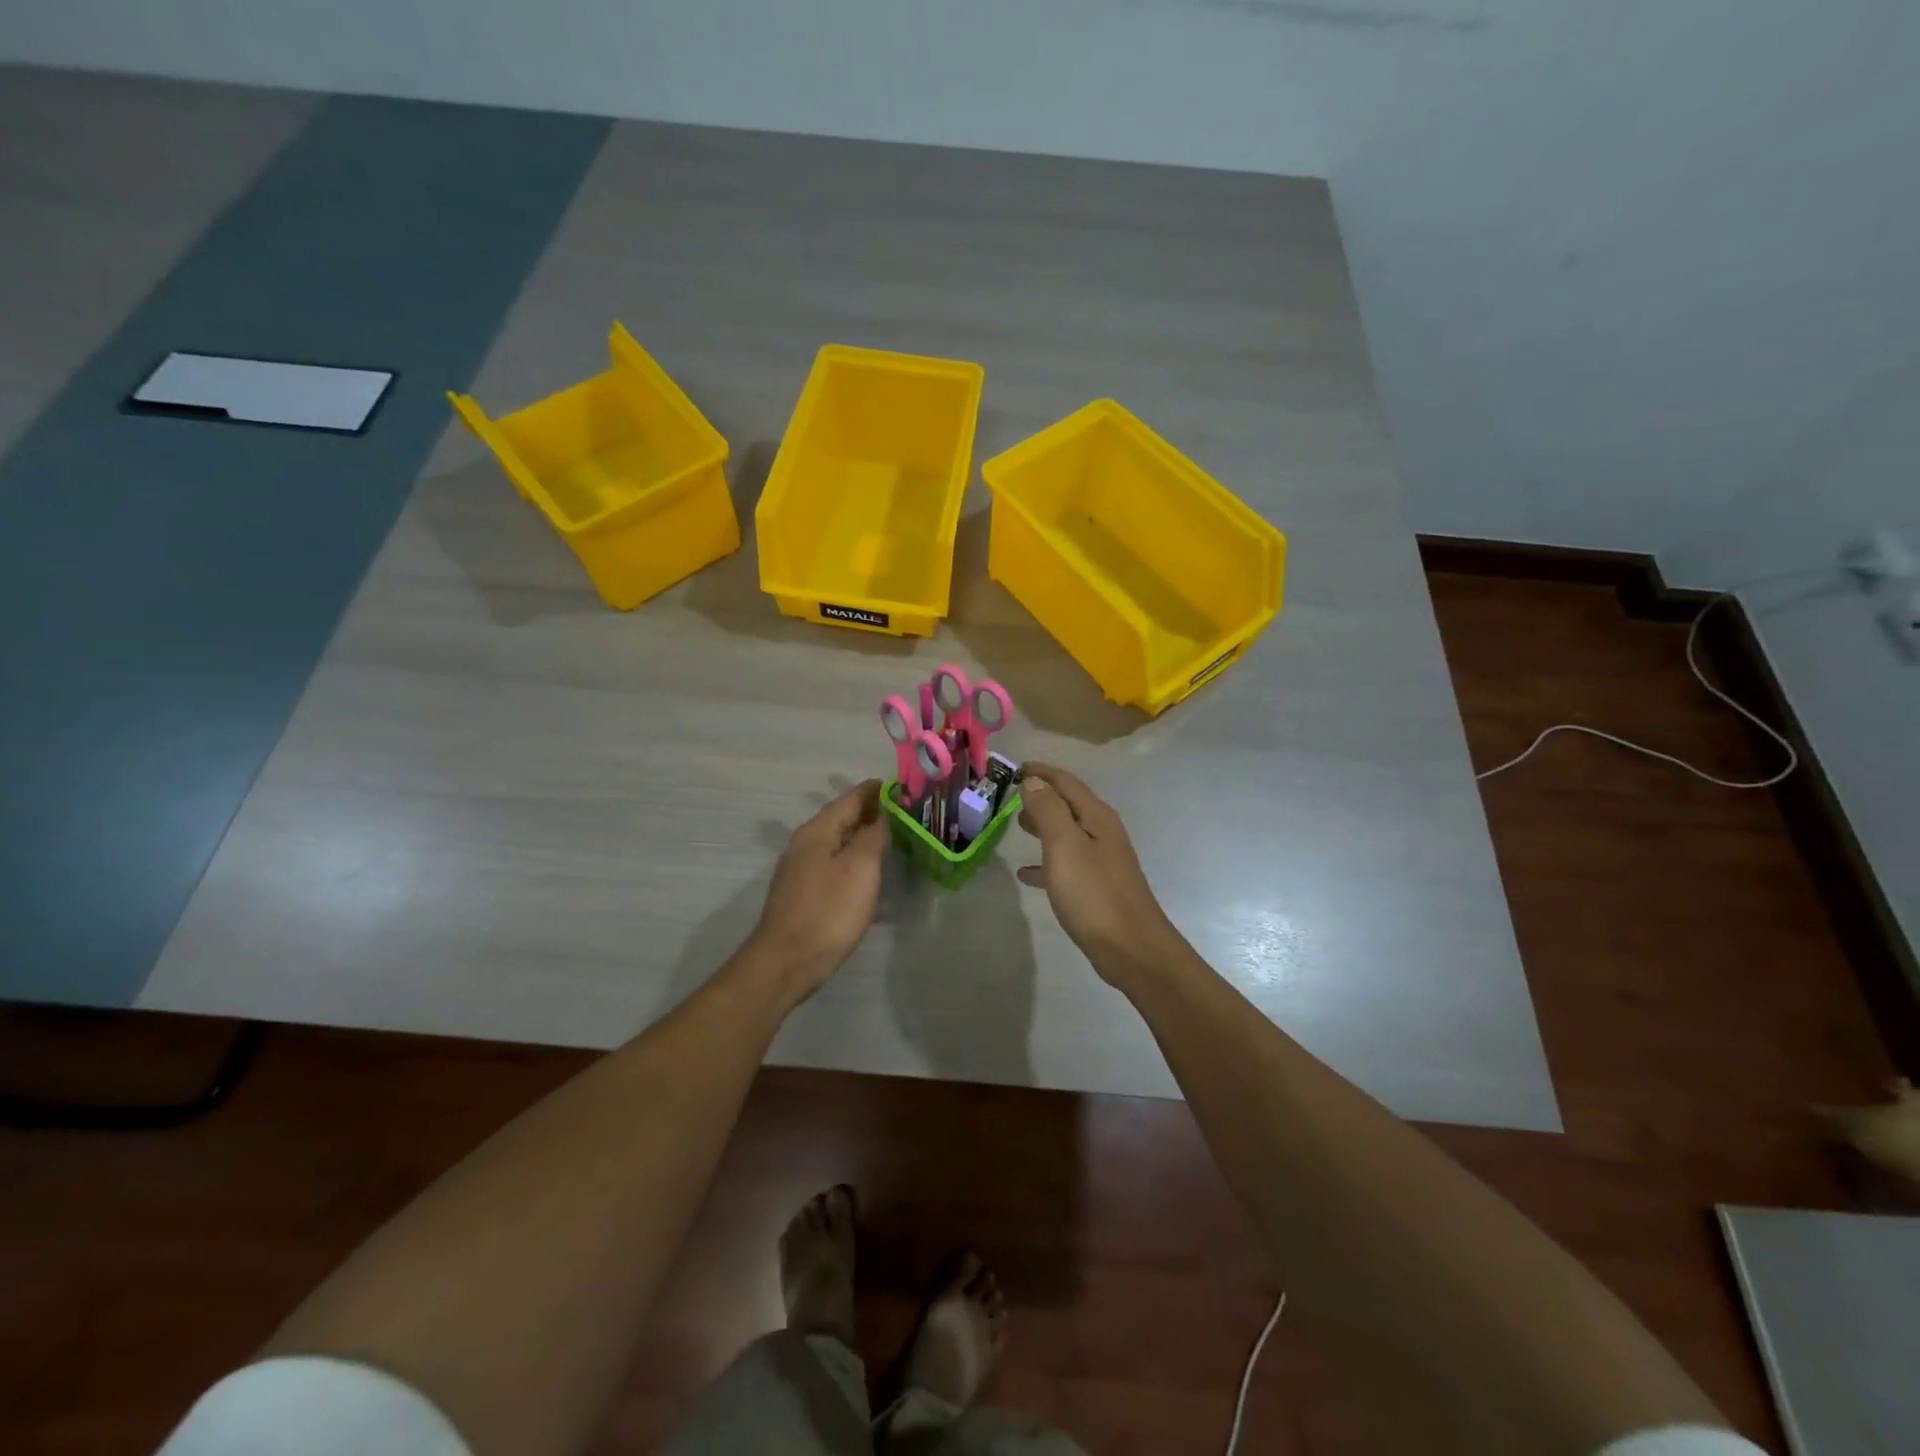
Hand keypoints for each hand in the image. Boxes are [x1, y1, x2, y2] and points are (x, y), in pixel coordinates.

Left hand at [745, 780, 888, 1002]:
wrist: (786, 962)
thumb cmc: (828, 911)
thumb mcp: (860, 868)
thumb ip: (872, 835)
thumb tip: (881, 813)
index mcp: (818, 831)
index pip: (852, 797)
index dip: (877, 790)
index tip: (905, 786)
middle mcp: (805, 843)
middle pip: (842, 816)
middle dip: (871, 810)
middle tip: (906, 811)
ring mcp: (800, 868)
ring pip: (837, 840)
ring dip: (862, 833)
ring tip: (892, 835)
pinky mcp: (803, 892)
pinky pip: (832, 860)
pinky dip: (853, 855)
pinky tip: (867, 868)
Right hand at [1016, 763, 1181, 980]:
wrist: (1131, 949)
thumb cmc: (1094, 894)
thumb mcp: (1065, 846)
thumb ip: (1048, 811)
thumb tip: (1034, 781)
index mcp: (1097, 817)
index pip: (1066, 783)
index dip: (1042, 772)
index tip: (1017, 766)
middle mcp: (1103, 833)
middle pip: (1069, 805)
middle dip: (1042, 797)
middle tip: (1011, 796)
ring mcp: (1102, 861)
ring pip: (1067, 833)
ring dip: (1043, 826)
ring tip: (1017, 826)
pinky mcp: (1097, 887)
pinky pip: (1067, 864)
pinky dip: (1046, 861)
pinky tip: (1027, 873)